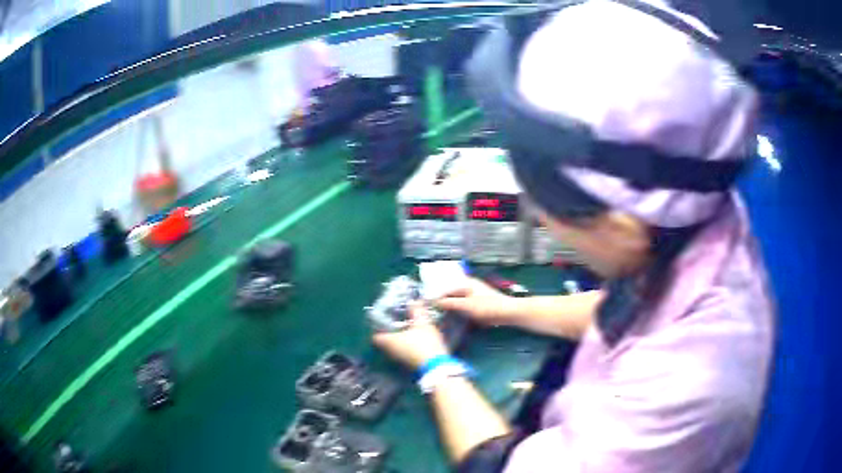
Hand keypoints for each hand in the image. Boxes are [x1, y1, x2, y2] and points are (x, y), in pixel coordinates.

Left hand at [372, 304, 448, 369]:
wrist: (437, 367)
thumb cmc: (424, 343)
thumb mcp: (422, 323)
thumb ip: (416, 310)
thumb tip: (413, 301)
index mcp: (387, 341)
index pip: (375, 335)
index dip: (379, 327)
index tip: (386, 320)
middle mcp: (389, 352)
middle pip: (385, 341)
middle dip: (391, 332)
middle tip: (400, 322)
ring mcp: (398, 360)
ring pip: (394, 348)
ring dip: (400, 340)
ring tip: (410, 330)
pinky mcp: (408, 365)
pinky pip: (403, 353)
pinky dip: (407, 347)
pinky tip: (417, 341)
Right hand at [434, 277, 516, 325]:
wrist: (508, 313)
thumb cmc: (488, 306)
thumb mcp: (466, 305)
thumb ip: (450, 303)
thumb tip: (434, 301)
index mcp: (467, 282)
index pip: (447, 285)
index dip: (436, 293)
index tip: (427, 301)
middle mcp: (470, 287)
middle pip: (452, 292)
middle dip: (442, 299)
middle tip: (430, 308)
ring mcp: (475, 296)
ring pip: (458, 300)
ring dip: (450, 306)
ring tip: (438, 314)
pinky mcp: (479, 305)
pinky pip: (464, 306)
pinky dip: (458, 310)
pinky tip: (452, 318)